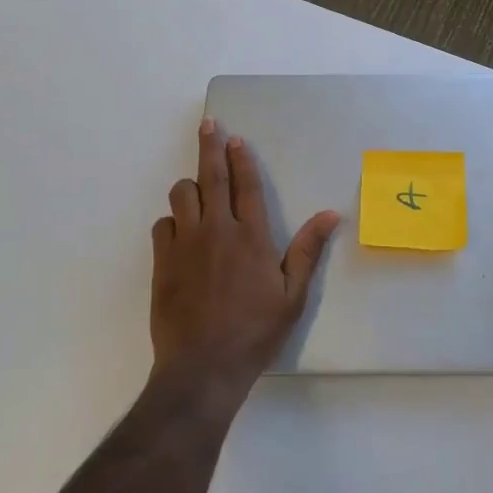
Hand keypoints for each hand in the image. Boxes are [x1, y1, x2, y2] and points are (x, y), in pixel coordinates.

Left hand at [150, 118, 341, 405]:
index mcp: (251, 236)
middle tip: (208, 125)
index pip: (246, 185)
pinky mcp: (162, 261)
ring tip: (196, 189)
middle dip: (209, 147)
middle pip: (210, 176)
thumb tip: (330, 214)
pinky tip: (179, 231)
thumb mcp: (292, 295)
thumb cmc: (255, 332)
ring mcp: (185, 244)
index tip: (236, 139)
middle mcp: (216, 230)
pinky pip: (162, 225)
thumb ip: (307, 250)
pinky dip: (171, 221)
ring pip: (181, 195)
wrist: (203, 367)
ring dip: (190, 186)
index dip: (241, 158)